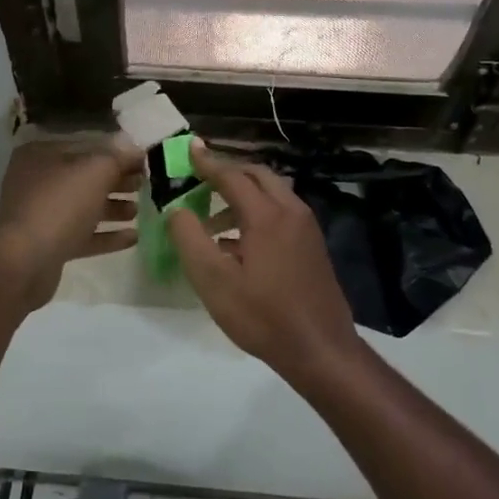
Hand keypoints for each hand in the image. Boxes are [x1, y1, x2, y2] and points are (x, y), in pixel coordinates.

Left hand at [0, 136, 142, 311]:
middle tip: (145, 185)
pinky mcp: (49, 245)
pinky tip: (133, 237)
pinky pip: (83, 235)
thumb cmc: (59, 205)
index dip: (117, 153)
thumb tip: (136, 148)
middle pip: (85, 177)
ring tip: (139, 211)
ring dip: (113, 208)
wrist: (24, 263)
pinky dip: (106, 235)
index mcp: (42, 154)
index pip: (86, 146)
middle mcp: (38, 181)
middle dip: (117, 181)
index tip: (144, 161)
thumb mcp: (95, 171)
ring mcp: (42, 215)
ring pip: (84, 207)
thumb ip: (118, 157)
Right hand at [168, 140, 357, 374]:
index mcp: (267, 215)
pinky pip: (282, 212)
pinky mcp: (313, 246)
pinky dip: (258, 211)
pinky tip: (239, 242)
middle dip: (228, 172)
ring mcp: (307, 228)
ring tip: (212, 218)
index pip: (232, 176)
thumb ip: (190, 239)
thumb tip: (177, 210)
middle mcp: (291, 212)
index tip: (189, 148)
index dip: (208, 162)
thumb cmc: (263, 316)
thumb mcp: (214, 282)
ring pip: (272, 193)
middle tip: (200, 178)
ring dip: (243, 194)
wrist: (321, 350)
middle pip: (257, 176)